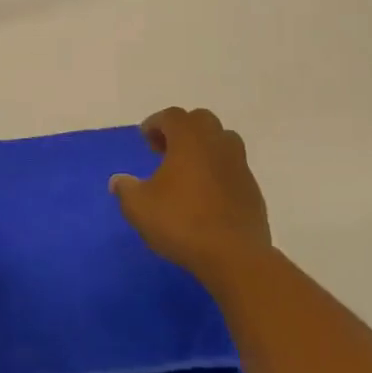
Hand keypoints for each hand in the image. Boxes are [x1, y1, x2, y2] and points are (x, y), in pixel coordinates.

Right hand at [111, 107, 272, 286]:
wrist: (235, 256)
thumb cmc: (182, 222)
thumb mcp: (139, 207)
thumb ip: (125, 189)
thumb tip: (118, 181)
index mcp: (189, 140)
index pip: (172, 116)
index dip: (155, 123)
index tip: (144, 139)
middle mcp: (217, 144)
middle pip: (201, 121)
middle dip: (181, 130)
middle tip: (165, 151)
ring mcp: (239, 166)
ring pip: (222, 141)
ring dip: (203, 148)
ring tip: (187, 171)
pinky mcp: (252, 189)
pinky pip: (232, 168)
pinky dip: (218, 171)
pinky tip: (206, 195)